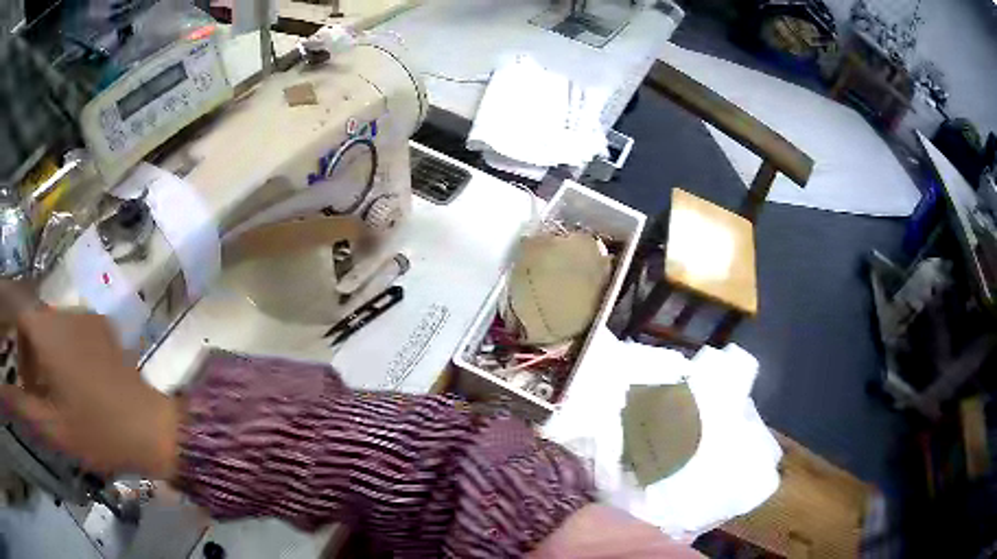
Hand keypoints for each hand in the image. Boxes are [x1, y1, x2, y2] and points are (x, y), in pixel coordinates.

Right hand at [0, 282, 179, 478]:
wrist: (152, 431)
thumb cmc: (96, 432)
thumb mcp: (50, 425)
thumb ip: (20, 405)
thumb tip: (7, 393)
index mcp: (49, 329)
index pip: (20, 316)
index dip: (18, 348)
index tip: (25, 384)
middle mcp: (67, 311)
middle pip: (36, 322)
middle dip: (31, 356)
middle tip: (40, 397)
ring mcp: (89, 317)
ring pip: (54, 327)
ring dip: (48, 356)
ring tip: (59, 396)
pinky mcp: (105, 328)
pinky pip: (74, 332)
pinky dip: (66, 352)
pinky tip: (80, 387)